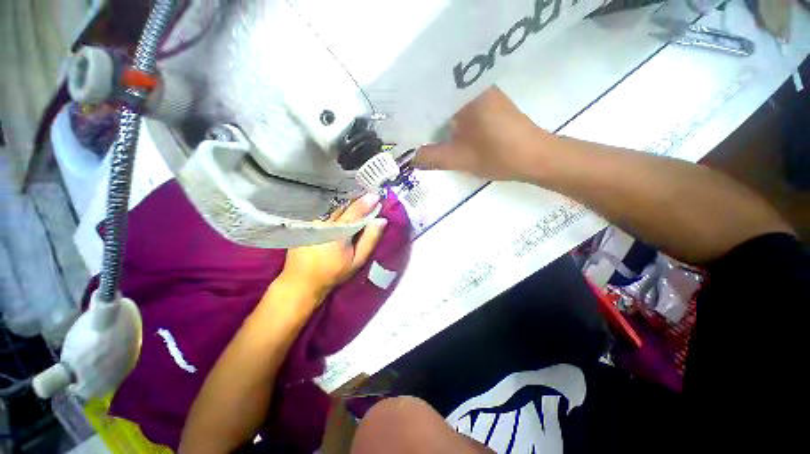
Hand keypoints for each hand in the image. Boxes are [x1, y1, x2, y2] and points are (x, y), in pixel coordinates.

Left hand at [278, 193, 387, 301]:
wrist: (302, 281)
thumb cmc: (334, 272)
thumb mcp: (357, 260)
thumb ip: (370, 239)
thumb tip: (381, 220)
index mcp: (338, 231)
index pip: (356, 211)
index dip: (367, 202)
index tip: (376, 196)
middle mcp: (324, 222)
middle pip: (343, 207)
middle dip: (356, 202)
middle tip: (367, 199)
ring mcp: (313, 221)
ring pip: (333, 208)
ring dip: (344, 205)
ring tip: (355, 204)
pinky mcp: (306, 224)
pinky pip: (323, 212)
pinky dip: (334, 210)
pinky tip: (339, 213)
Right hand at [414, 87, 555, 181]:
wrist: (536, 158)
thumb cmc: (499, 155)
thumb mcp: (460, 159)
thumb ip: (432, 157)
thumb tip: (409, 159)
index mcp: (467, 93)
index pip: (430, 93)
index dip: (413, 109)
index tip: (400, 122)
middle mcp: (475, 87)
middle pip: (440, 97)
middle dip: (423, 115)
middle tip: (406, 129)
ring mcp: (484, 95)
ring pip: (451, 104)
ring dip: (436, 118)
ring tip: (418, 131)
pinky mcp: (489, 106)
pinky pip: (462, 109)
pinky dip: (450, 120)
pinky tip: (441, 131)